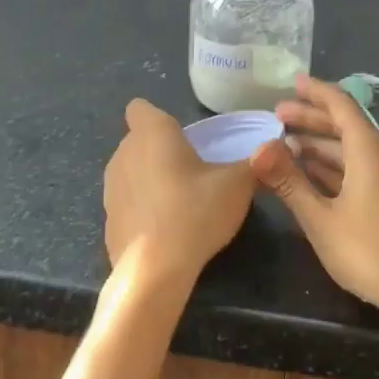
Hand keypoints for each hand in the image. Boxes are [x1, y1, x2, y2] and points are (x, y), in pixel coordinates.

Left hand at [103, 98, 255, 285]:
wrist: (154, 271)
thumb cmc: (195, 211)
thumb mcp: (238, 184)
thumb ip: (254, 163)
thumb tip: (270, 150)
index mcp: (152, 133)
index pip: (140, 108)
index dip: (158, 117)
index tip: (182, 136)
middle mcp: (124, 153)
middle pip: (139, 140)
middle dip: (161, 149)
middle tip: (193, 170)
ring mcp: (111, 188)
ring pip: (131, 170)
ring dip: (150, 178)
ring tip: (181, 201)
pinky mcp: (108, 220)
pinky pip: (128, 203)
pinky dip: (143, 210)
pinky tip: (165, 230)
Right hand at [250, 76, 378, 319]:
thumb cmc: (370, 251)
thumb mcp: (321, 219)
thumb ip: (288, 182)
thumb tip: (257, 148)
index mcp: (367, 151)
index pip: (341, 105)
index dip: (316, 92)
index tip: (293, 83)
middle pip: (344, 125)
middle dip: (311, 117)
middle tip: (277, 115)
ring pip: (349, 149)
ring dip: (318, 144)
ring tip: (286, 146)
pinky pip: (355, 168)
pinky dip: (330, 165)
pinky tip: (309, 176)